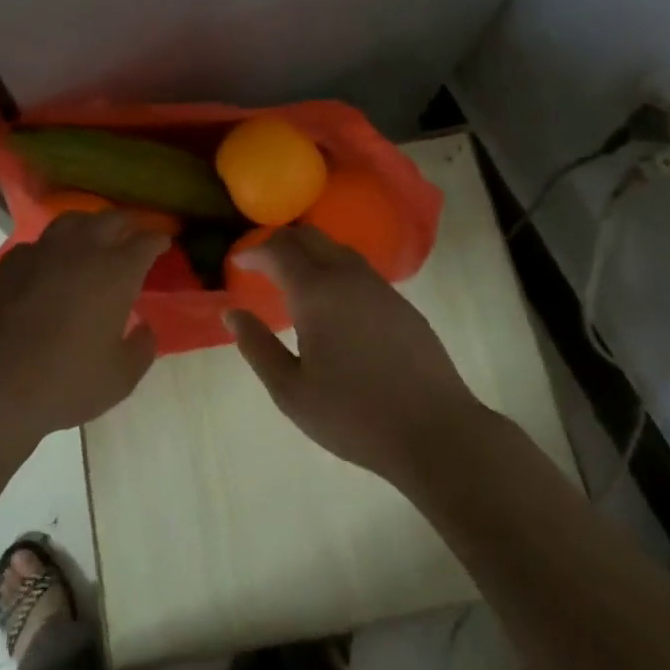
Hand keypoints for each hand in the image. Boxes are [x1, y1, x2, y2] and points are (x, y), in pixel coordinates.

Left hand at [0, 210, 165, 449]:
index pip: (147, 240)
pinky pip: (39, 244)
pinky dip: (52, 249)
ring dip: (89, 226)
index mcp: (116, 270)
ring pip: (72, 221)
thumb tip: (145, 328)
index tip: (165, 243)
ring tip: (94, 239)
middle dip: (128, 224)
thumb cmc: (68, 381)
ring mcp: (42, 250)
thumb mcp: (121, 376)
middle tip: (134, 235)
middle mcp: (82, 248)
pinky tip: (51, 266)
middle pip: (111, 219)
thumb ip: (142, 347)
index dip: (159, 240)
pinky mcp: (11, 262)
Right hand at [225, 226, 482, 489]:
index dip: (253, 251)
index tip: (236, 262)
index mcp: (316, 292)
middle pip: (309, 237)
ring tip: (292, 276)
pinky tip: (332, 299)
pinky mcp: (401, 303)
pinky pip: (358, 268)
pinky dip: (333, 267)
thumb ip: (257, 347)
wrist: (436, 432)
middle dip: (280, 242)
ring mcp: (379, 287)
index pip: (278, 250)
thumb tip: (232, 313)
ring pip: (337, 248)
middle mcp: (347, 277)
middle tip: (260, 263)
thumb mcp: (291, 391)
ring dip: (309, 252)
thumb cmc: (354, 415)